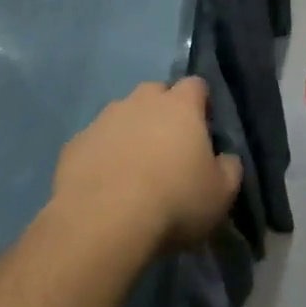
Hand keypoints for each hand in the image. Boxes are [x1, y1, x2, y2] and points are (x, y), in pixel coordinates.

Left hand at [52, 77, 242, 255]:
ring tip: (134, 170)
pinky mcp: (76, 142)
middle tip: (168, 149)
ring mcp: (104, 118)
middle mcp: (141, 100)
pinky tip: (105, 185)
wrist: (103, 221)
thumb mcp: (220, 195)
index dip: (201, 104)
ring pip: (123, 115)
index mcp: (180, 105)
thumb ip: (229, 169)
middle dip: (163, 113)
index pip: (196, 85)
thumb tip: (226, 158)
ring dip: (130, 133)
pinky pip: (95, 141)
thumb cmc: (174, 202)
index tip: (203, 130)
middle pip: (156, 94)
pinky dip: (102, 155)